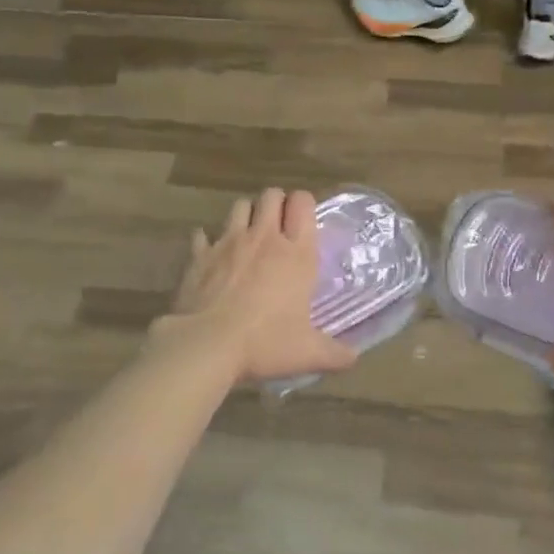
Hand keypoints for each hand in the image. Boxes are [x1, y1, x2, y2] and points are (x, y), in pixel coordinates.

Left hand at [152, 187, 357, 385]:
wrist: (206, 345)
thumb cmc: (265, 343)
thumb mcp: (308, 353)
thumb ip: (335, 354)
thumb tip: (353, 358)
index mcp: (296, 253)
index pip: (303, 203)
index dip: (304, 205)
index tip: (304, 222)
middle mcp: (264, 238)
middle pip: (271, 195)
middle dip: (276, 204)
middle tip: (279, 227)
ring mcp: (228, 242)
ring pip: (240, 206)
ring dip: (246, 215)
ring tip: (248, 236)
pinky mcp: (200, 255)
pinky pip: (203, 235)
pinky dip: (208, 241)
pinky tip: (212, 255)